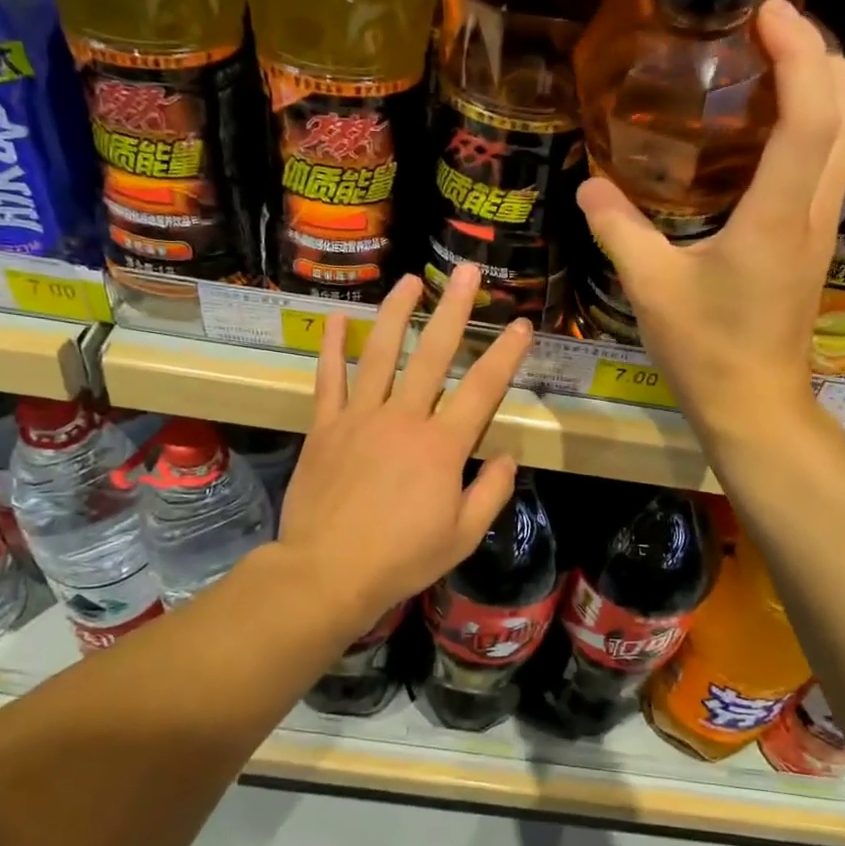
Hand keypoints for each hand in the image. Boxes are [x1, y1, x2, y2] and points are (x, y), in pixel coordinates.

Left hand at [277, 264, 534, 631]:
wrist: (326, 573)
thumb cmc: (400, 559)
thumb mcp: (462, 537)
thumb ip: (491, 493)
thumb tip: (508, 457)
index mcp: (442, 446)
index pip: (483, 389)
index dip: (505, 353)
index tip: (519, 323)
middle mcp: (404, 418)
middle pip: (432, 354)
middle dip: (452, 309)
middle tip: (464, 272)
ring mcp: (359, 418)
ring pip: (380, 353)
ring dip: (395, 313)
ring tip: (409, 280)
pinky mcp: (325, 427)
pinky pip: (329, 379)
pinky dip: (332, 347)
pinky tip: (337, 318)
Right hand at [576, 0, 844, 436]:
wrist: (755, 405)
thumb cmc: (707, 351)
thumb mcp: (651, 289)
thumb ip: (618, 231)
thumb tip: (588, 187)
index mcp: (776, 216)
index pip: (810, 114)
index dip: (798, 51)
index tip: (767, 9)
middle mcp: (811, 211)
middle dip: (820, 52)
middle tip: (770, 23)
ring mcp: (819, 226)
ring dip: (823, 84)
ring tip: (774, 58)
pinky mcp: (811, 241)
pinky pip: (828, 162)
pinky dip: (814, 122)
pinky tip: (769, 125)